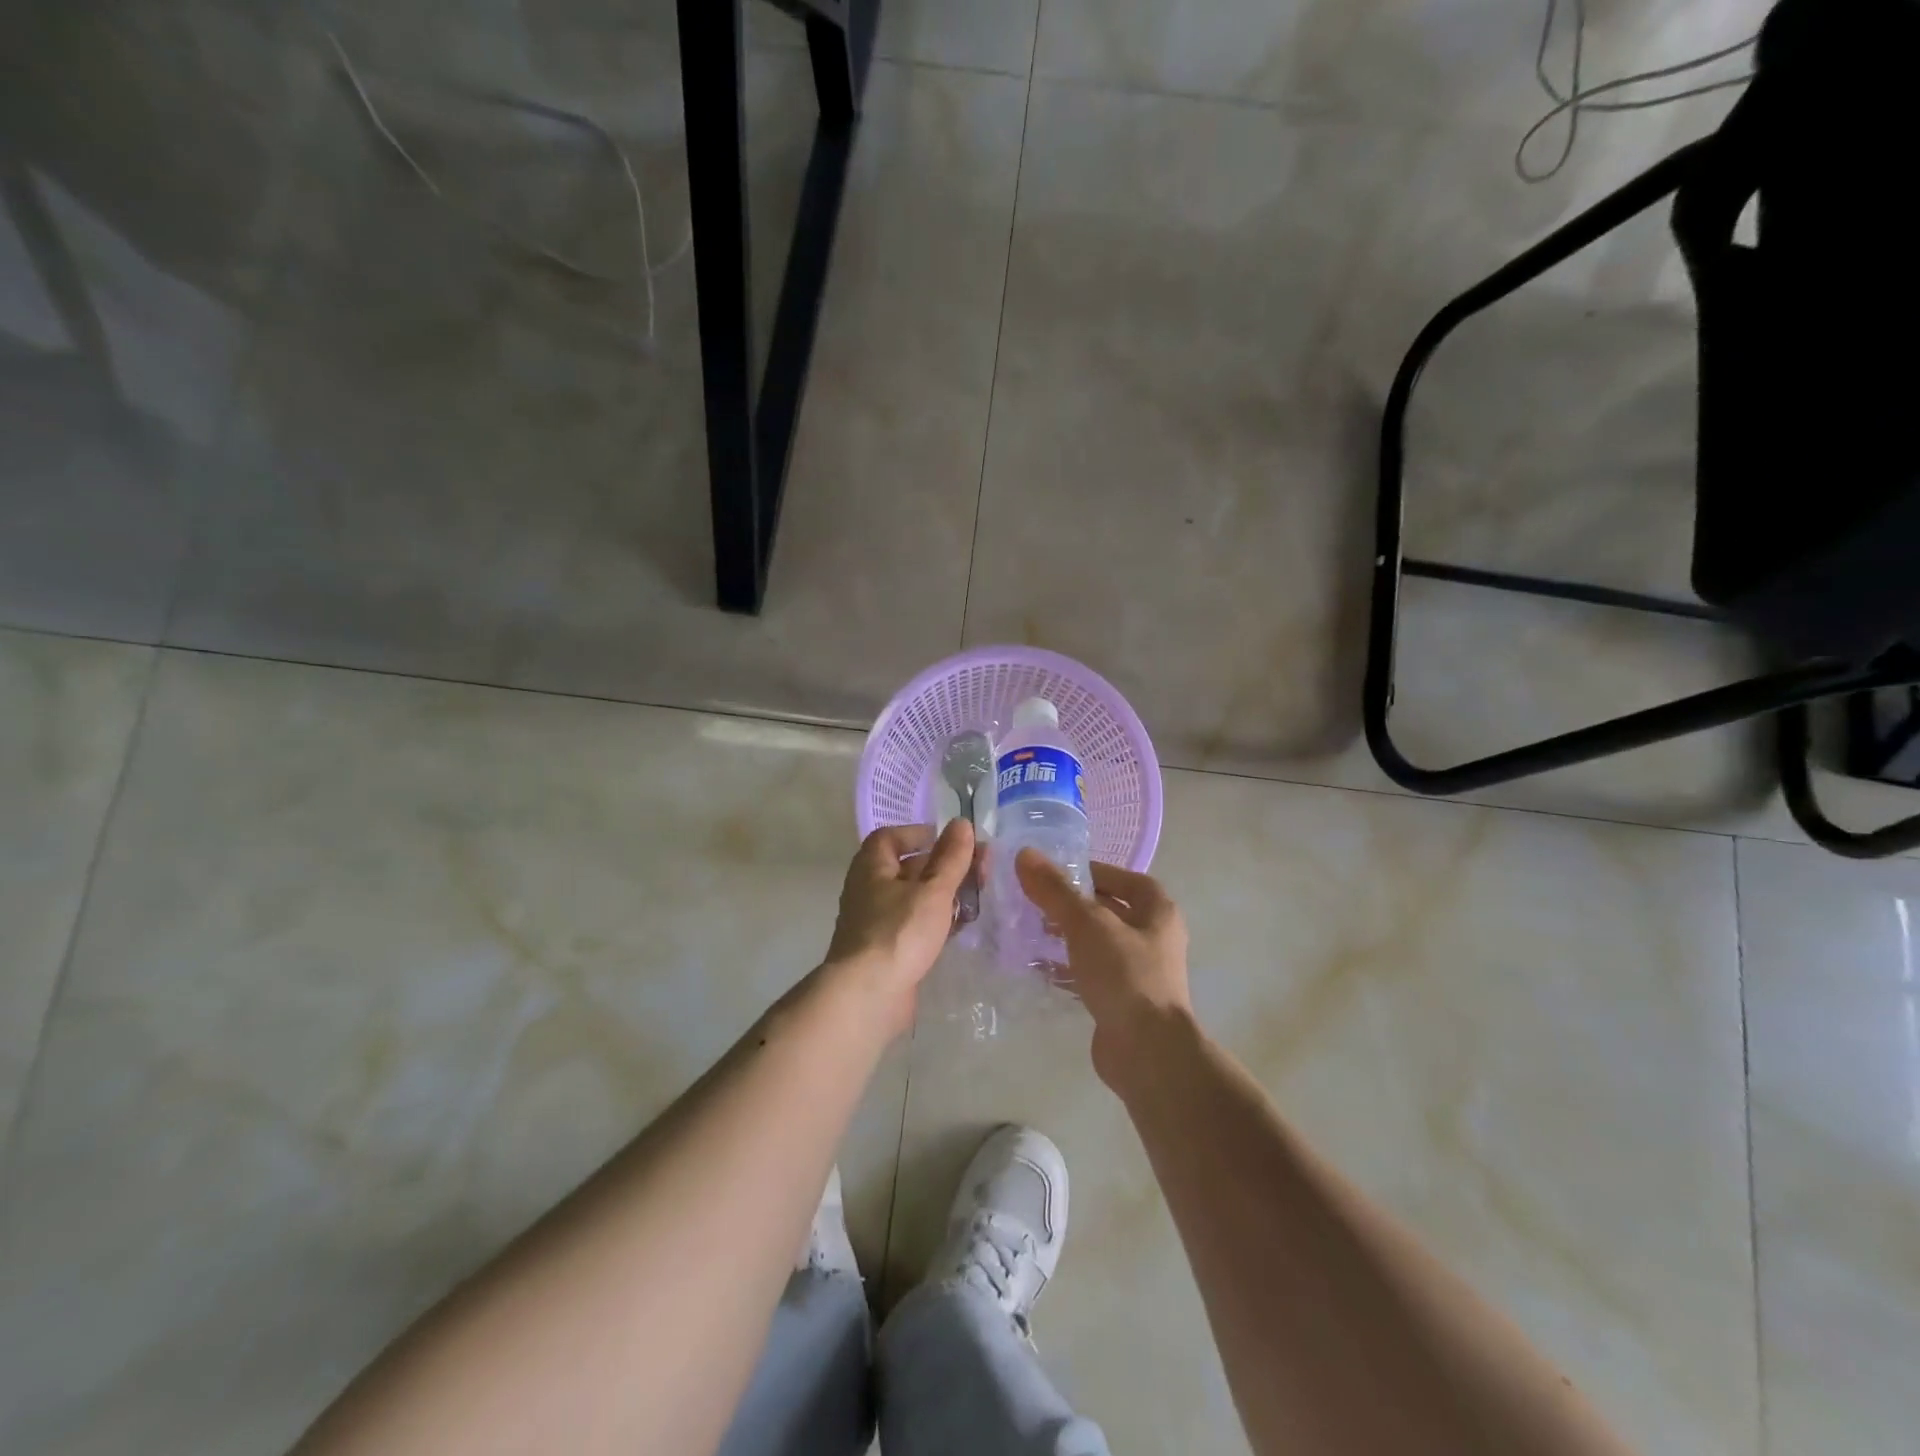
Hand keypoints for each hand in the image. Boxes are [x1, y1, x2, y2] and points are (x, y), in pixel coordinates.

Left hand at [824, 820, 974, 1032]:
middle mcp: (869, 889)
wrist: (867, 996)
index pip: (892, 837)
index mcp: (872, 866)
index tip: (953, 841)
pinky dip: (935, 922)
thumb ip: (951, 857)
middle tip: (978, 870)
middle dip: (943, 866)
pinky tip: (959, 928)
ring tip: (976, 897)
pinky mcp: (886, 950)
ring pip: (913, 898)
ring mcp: (875, 922)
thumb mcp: (932, 890)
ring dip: (943, 895)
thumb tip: (961, 823)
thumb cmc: (899, 932)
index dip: (921, 834)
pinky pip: (913, 925)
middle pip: (908, 867)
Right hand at [1015, 851, 1192, 1085]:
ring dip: (1067, 936)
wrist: (1147, 1052)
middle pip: (1109, 910)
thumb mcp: (1086, 923)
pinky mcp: (1122, 1001)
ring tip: (1030, 929)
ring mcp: (1140, 973)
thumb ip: (1055, 890)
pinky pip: (1091, 974)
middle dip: (1073, 905)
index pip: (1123, 879)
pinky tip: (1038, 966)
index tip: (1055, 873)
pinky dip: (1067, 967)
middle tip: (1035, 900)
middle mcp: (1154, 938)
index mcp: (1158, 911)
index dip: (1092, 871)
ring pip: (1098, 943)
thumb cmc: (1125, 974)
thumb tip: (1024, 854)